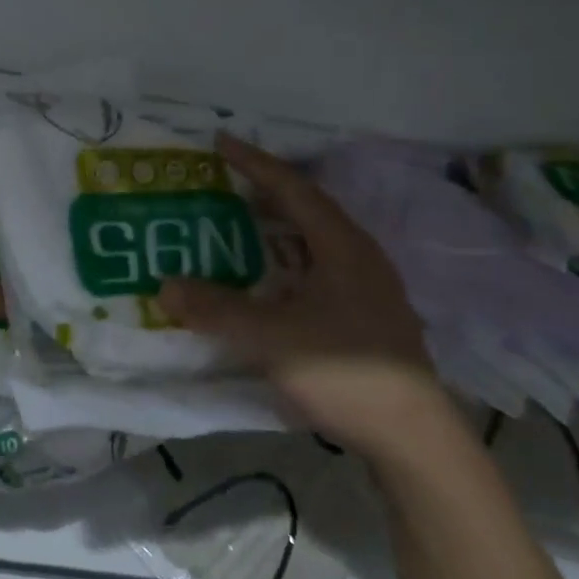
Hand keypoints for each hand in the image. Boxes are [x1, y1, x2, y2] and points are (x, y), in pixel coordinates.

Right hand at [161, 135, 440, 451]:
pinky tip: (269, 285)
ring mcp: (369, 287)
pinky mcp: (368, 315)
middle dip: (265, 194)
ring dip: (277, 232)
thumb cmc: (344, 372)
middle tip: (224, 187)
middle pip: (307, 211)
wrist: (412, 436)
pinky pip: (319, 271)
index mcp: (342, 246)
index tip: (220, 142)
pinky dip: (287, 265)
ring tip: (240, 229)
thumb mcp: (271, 339)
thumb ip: (217, 310)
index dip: (255, 163)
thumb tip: (166, 286)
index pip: (293, 189)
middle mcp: (359, 256)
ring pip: (315, 244)